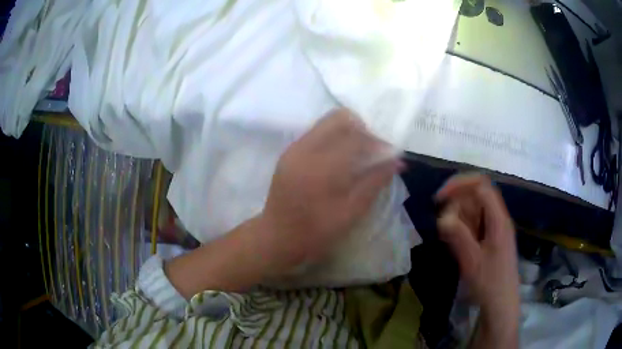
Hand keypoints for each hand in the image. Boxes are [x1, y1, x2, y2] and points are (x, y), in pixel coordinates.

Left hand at [258, 108, 402, 274]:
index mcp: (322, 167)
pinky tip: (340, 159)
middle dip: (362, 129)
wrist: (277, 237)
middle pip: (339, 118)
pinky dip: (333, 138)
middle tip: (372, 150)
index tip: (389, 154)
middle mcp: (305, 149)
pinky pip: (316, 134)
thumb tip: (397, 161)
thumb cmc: (316, 232)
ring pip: (326, 123)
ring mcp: (294, 149)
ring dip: (347, 132)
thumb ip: (374, 182)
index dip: (377, 142)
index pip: (356, 137)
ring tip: (358, 155)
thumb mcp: (350, 212)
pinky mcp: (289, 153)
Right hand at [435, 174, 519, 321]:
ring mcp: (496, 229)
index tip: (439, 198)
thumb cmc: (489, 283)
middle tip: (444, 226)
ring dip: (459, 218)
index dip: (459, 185)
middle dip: (457, 205)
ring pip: (475, 210)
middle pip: (477, 196)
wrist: (501, 304)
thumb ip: (458, 236)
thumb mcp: (472, 261)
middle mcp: (499, 219)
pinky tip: (457, 245)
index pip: (480, 186)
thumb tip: (443, 216)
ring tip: (449, 239)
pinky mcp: (492, 239)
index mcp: (498, 219)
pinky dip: (464, 228)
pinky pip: (476, 224)